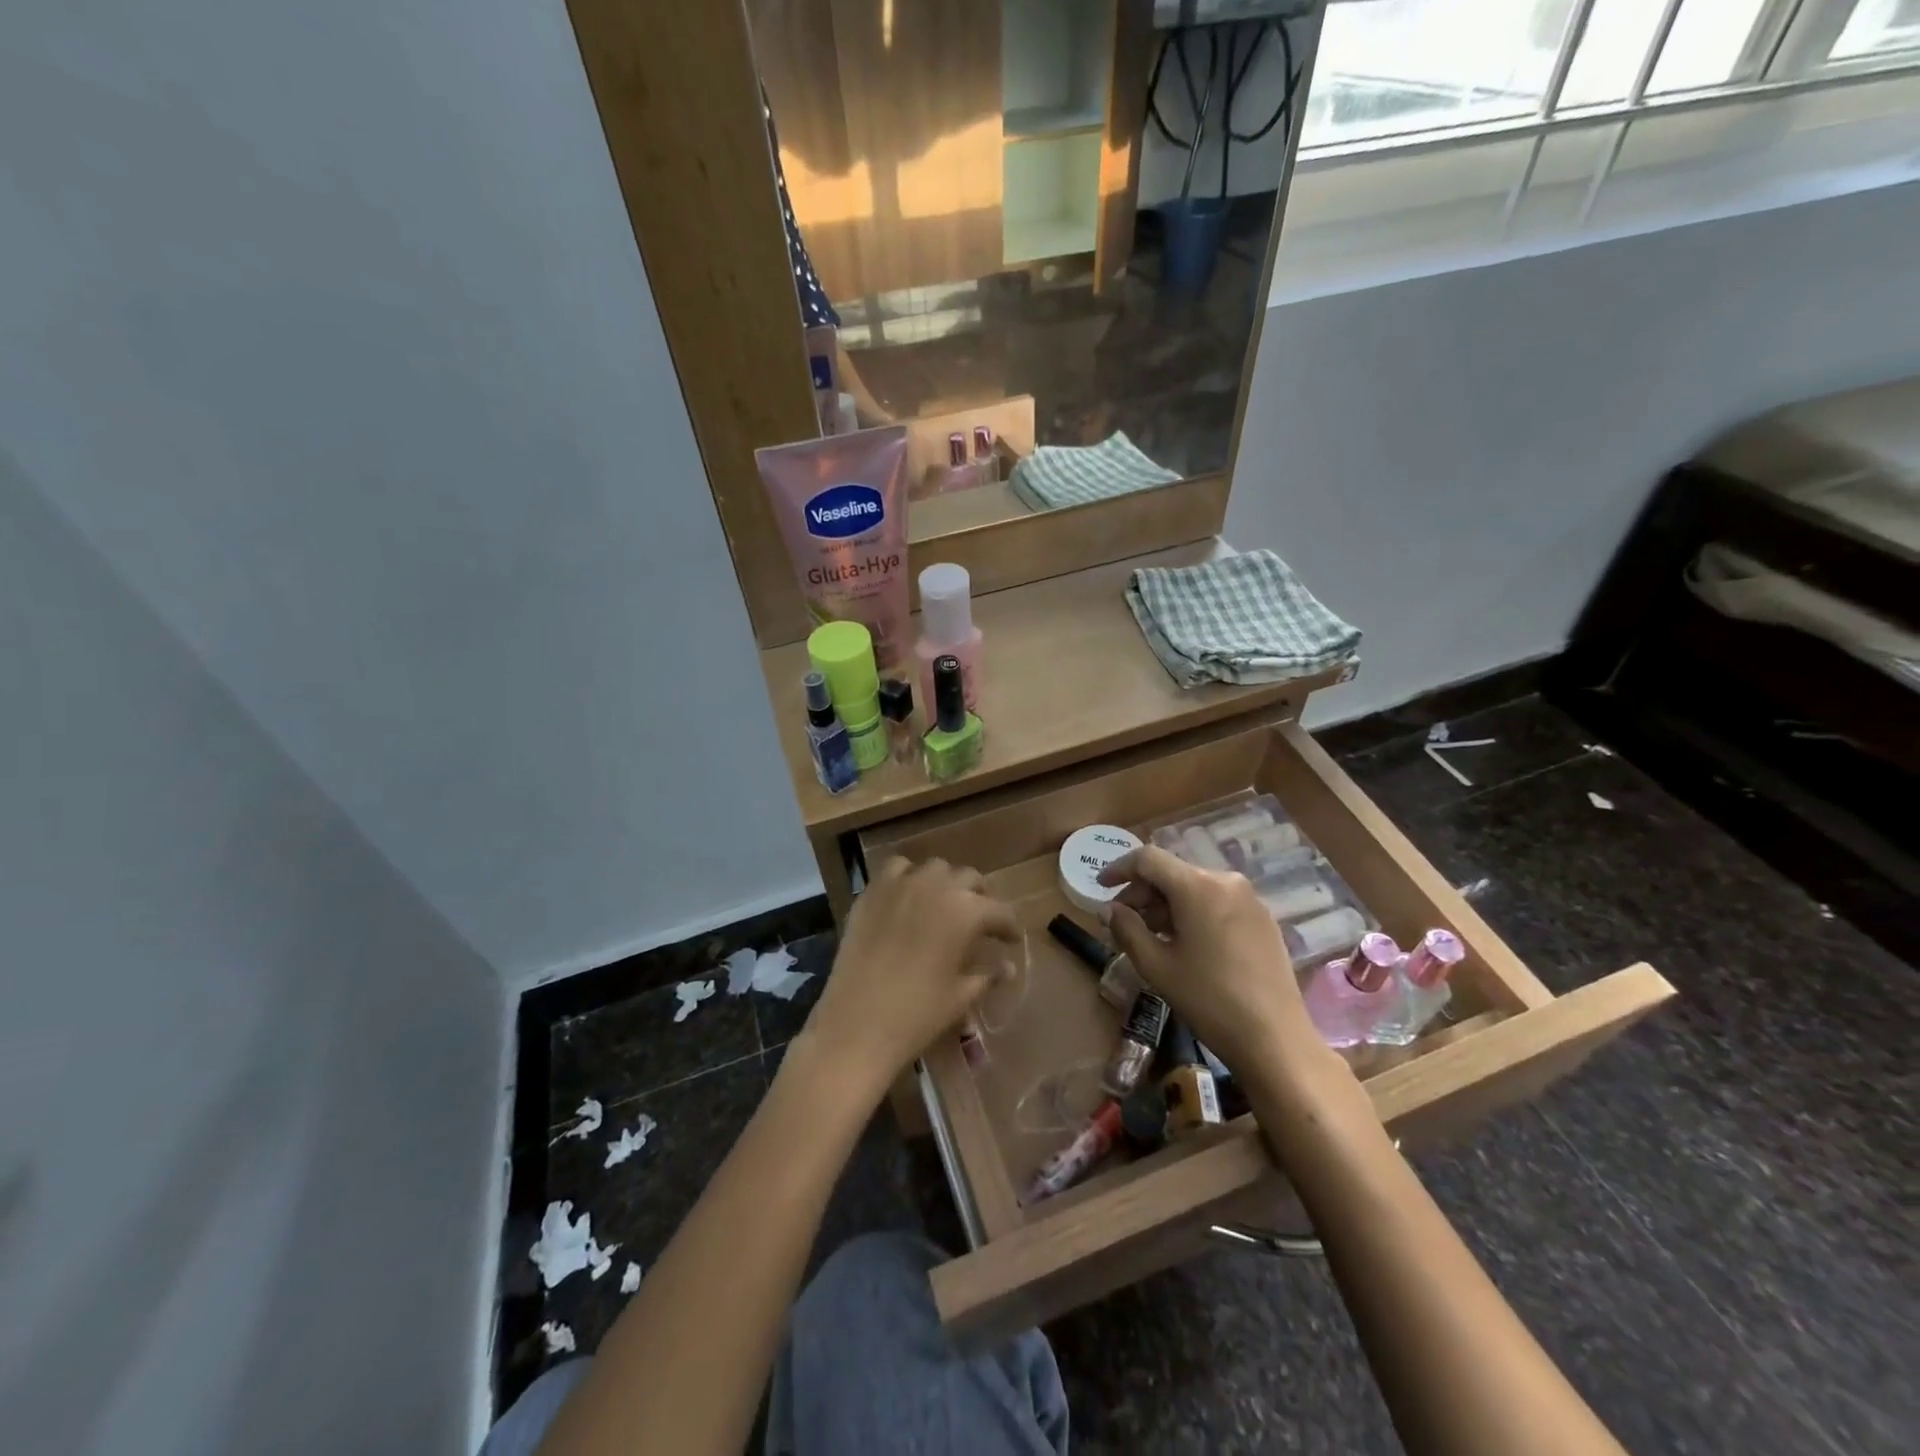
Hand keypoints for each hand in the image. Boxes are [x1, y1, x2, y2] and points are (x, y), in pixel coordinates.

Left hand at [803, 857, 1019, 1099]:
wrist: (855, 1024)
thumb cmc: (917, 1014)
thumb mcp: (960, 996)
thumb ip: (987, 975)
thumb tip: (1008, 966)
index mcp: (966, 912)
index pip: (999, 911)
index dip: (1009, 927)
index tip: (1011, 940)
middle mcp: (937, 887)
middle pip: (969, 879)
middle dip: (979, 898)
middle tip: (980, 921)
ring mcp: (901, 884)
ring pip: (935, 868)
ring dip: (945, 883)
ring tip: (944, 905)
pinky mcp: (872, 892)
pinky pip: (896, 869)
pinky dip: (908, 877)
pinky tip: (908, 898)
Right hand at [1099, 845, 1337, 1090]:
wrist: (1275, 1039)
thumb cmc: (1209, 1000)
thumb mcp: (1157, 966)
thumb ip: (1127, 929)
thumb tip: (1110, 909)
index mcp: (1198, 886)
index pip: (1149, 859)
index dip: (1119, 868)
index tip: (1100, 887)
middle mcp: (1226, 881)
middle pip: (1173, 872)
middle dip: (1143, 892)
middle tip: (1122, 920)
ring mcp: (1249, 899)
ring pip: (1195, 888)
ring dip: (1167, 904)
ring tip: (1150, 935)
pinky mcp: (1263, 919)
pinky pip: (1217, 902)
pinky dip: (1192, 912)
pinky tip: (1184, 942)